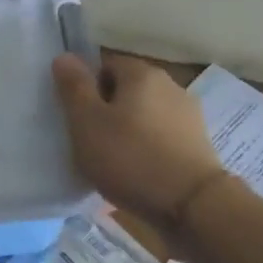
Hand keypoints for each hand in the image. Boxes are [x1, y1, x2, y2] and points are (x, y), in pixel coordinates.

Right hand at [51, 54, 223, 227]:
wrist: (192, 205)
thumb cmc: (130, 158)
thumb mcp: (87, 122)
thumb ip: (74, 87)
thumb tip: (64, 57)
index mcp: (142, 74)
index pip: (105, 65)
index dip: (86, 88)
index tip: (77, 117)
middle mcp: (170, 86)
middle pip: (126, 90)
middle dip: (106, 110)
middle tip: (90, 140)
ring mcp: (189, 115)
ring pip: (144, 115)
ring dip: (127, 131)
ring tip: (113, 161)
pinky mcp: (198, 143)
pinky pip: (161, 137)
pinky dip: (147, 148)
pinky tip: (138, 172)